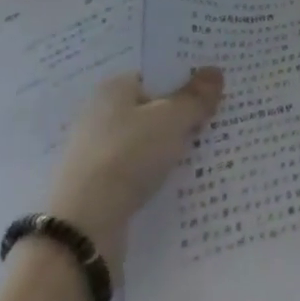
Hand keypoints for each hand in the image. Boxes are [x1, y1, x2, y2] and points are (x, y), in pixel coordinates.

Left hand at [44, 68, 222, 256]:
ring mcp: (96, 153)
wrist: (81, 229)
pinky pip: (137, 171)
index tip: (214, 90)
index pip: (157, 75)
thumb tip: (215, 72)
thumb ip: (196, 96)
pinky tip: (179, 181)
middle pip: (152, 109)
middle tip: (218, 119)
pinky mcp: (97, 187)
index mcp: (114, 88)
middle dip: (182, 115)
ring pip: (146, 142)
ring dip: (170, 148)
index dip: (186, 81)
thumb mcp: (172, 120)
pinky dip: (156, 174)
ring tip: (206, 153)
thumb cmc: (128, 156)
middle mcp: (100, 115)